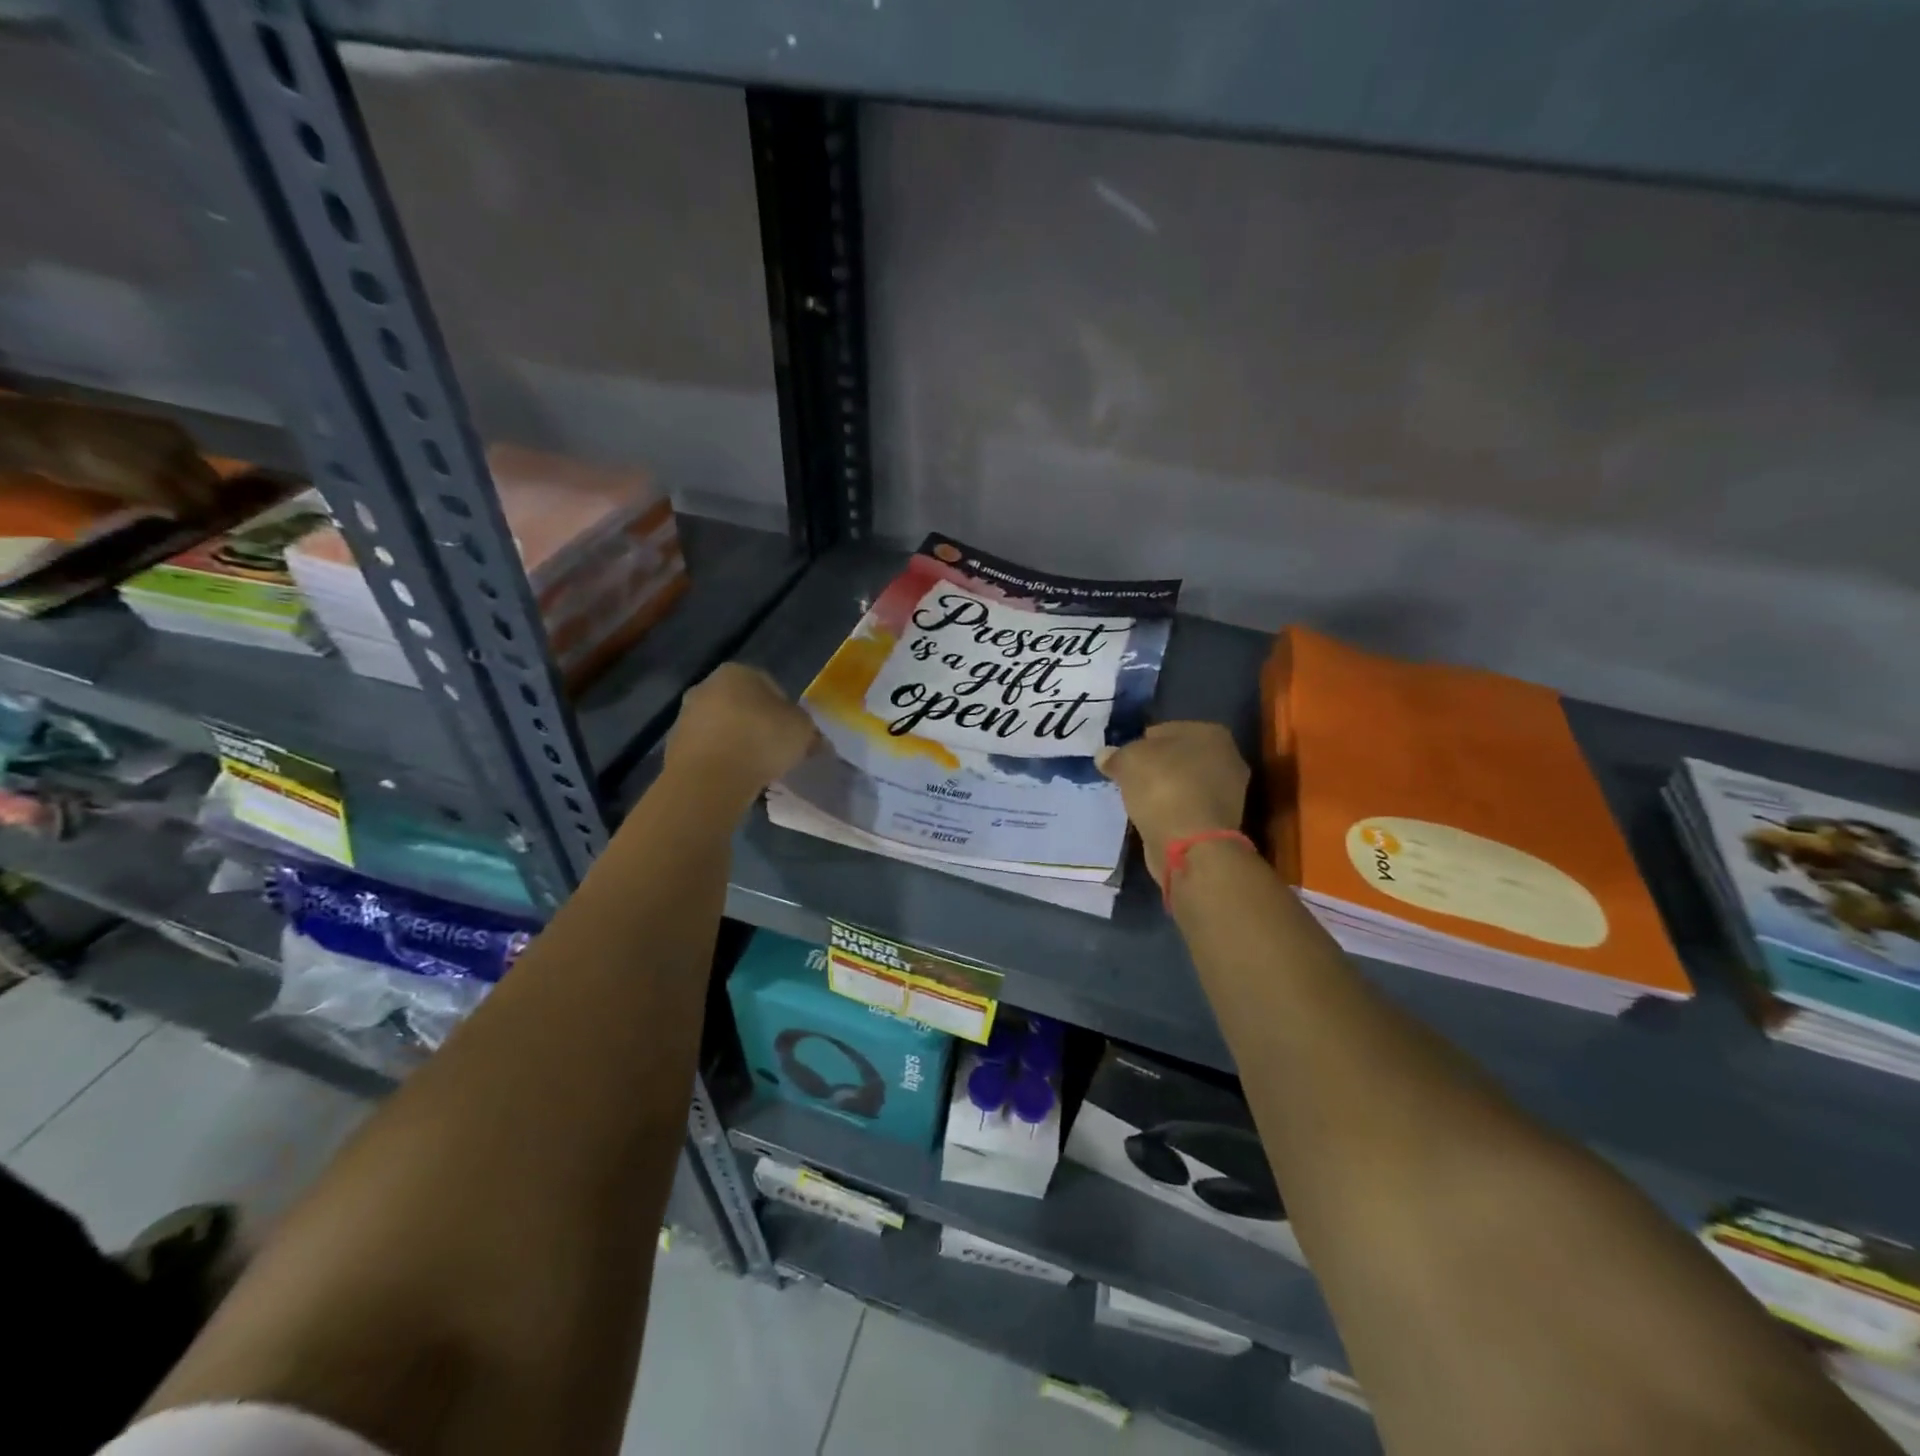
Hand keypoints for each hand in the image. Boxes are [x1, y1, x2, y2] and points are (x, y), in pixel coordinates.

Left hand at [666, 664, 819, 799]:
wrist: (710, 779)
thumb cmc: (761, 740)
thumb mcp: (802, 730)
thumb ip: (808, 730)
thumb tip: (813, 738)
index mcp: (737, 672)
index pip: (769, 685)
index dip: (786, 710)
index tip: (793, 734)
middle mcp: (706, 686)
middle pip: (742, 705)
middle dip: (758, 724)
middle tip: (776, 751)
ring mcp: (685, 716)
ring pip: (722, 727)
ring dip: (738, 743)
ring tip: (756, 769)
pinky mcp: (673, 746)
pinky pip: (708, 750)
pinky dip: (721, 760)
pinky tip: (734, 778)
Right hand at [1098, 722, 1250, 887]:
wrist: (1190, 844)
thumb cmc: (1162, 787)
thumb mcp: (1128, 760)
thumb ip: (1116, 755)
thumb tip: (1105, 756)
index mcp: (1211, 733)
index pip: (1165, 730)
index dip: (1140, 743)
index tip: (1123, 760)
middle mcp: (1228, 758)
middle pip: (1178, 757)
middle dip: (1155, 766)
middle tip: (1129, 779)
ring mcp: (1229, 792)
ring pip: (1184, 783)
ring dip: (1164, 790)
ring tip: (1138, 800)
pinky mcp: (1221, 822)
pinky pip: (1187, 807)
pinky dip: (1171, 811)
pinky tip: (1152, 817)